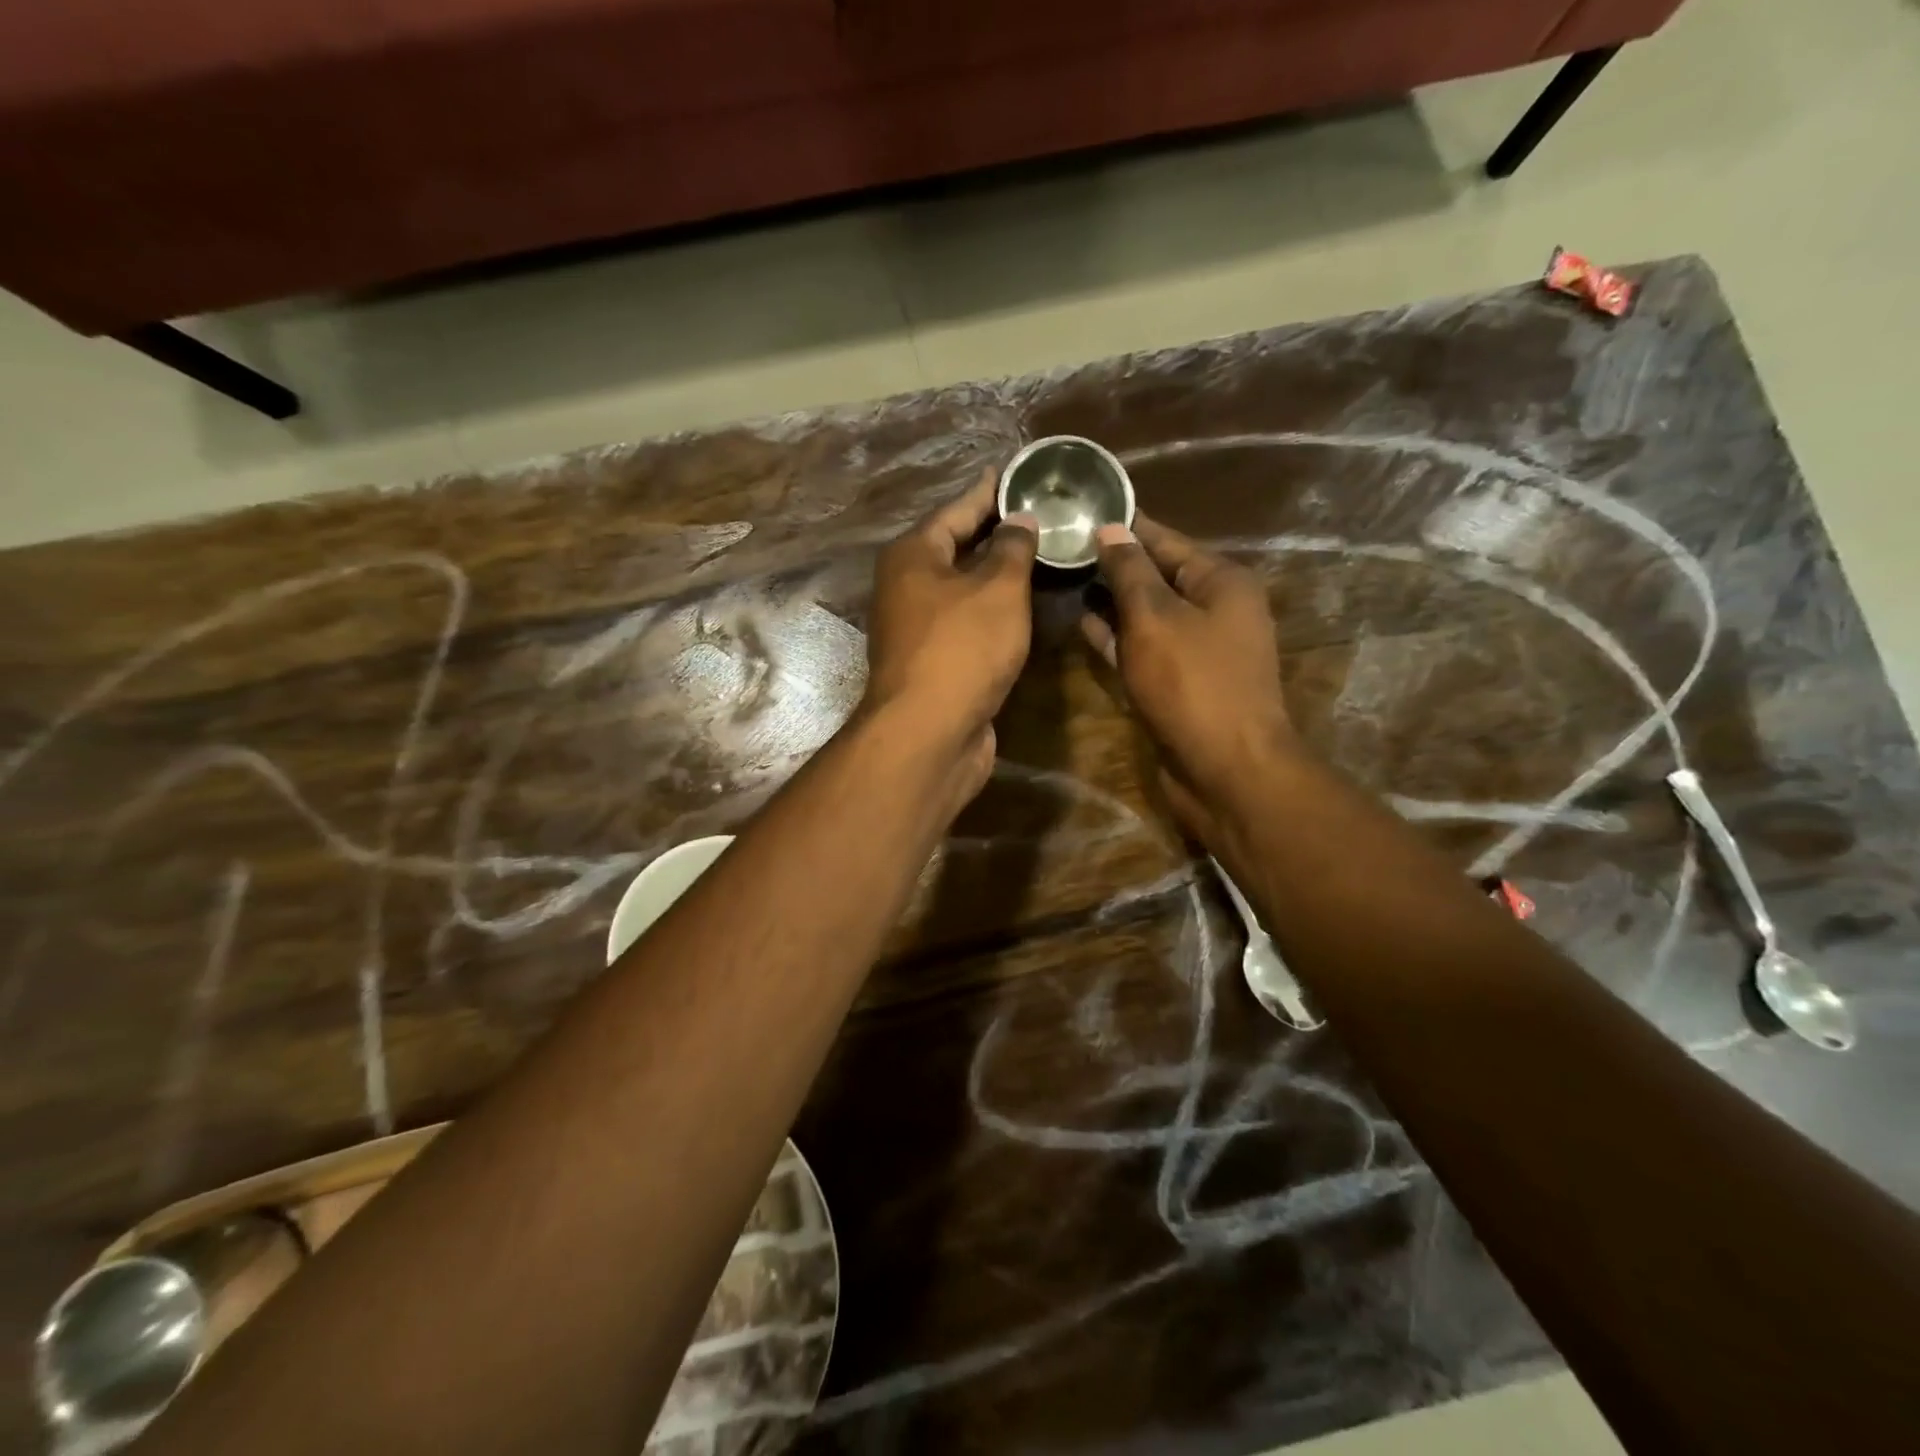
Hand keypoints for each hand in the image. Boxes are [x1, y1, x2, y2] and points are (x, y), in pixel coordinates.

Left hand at [863, 467, 1038, 805]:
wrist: (929, 733)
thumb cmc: (962, 649)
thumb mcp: (998, 589)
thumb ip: (1013, 549)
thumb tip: (1020, 520)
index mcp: (913, 556)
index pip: (957, 509)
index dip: (990, 491)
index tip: (1018, 473)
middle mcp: (907, 586)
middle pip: (956, 548)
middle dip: (996, 532)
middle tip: (1040, 513)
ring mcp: (917, 628)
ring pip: (963, 589)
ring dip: (997, 574)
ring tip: (1040, 553)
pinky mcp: (934, 661)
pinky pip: (968, 622)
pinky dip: (993, 611)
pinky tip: (1023, 607)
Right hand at [1080, 514, 1298, 837]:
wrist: (1226, 769)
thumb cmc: (1193, 684)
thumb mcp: (1155, 618)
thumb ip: (1129, 572)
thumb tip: (1111, 528)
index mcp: (1220, 581)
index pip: (1165, 539)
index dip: (1124, 525)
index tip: (1081, 508)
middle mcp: (1214, 608)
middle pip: (1156, 575)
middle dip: (1112, 563)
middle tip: (1060, 546)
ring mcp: (1197, 648)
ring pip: (1147, 613)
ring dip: (1110, 601)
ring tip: (1063, 579)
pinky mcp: (1180, 682)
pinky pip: (1144, 648)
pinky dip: (1117, 637)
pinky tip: (1082, 624)